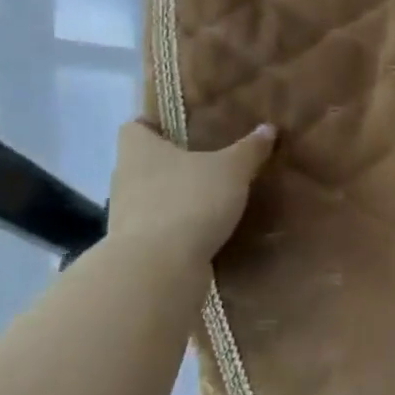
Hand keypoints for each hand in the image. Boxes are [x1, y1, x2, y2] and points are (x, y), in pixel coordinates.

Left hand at [106, 121, 275, 271]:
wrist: (158, 270)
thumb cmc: (189, 201)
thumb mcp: (231, 169)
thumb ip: (250, 149)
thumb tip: (268, 128)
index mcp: (139, 150)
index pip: (135, 127)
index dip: (156, 124)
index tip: (183, 127)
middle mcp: (125, 178)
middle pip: (146, 163)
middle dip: (174, 162)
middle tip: (210, 159)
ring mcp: (127, 216)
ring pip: (153, 196)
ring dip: (177, 197)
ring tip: (213, 196)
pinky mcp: (137, 249)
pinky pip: (161, 228)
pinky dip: (180, 227)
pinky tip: (207, 229)